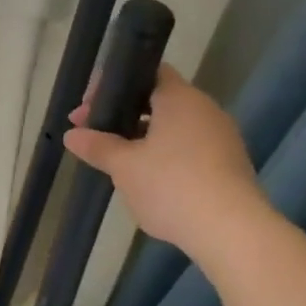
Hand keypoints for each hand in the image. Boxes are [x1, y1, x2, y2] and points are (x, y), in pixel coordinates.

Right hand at [62, 64, 264, 252]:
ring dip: (143, 139)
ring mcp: (223, 139)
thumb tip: (71, 135)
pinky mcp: (231, 167)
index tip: (89, 109)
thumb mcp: (124, 166)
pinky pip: (190, 150)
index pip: (147, 72)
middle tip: (94, 135)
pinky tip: (148, 182)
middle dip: (123, 115)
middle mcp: (205, 110)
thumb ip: (97, 146)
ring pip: (174, 128)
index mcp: (180, 98)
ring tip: (117, 162)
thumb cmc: (172, 185)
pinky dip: (166, 157)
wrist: (233, 233)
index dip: (114, 85)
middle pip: (158, 100)